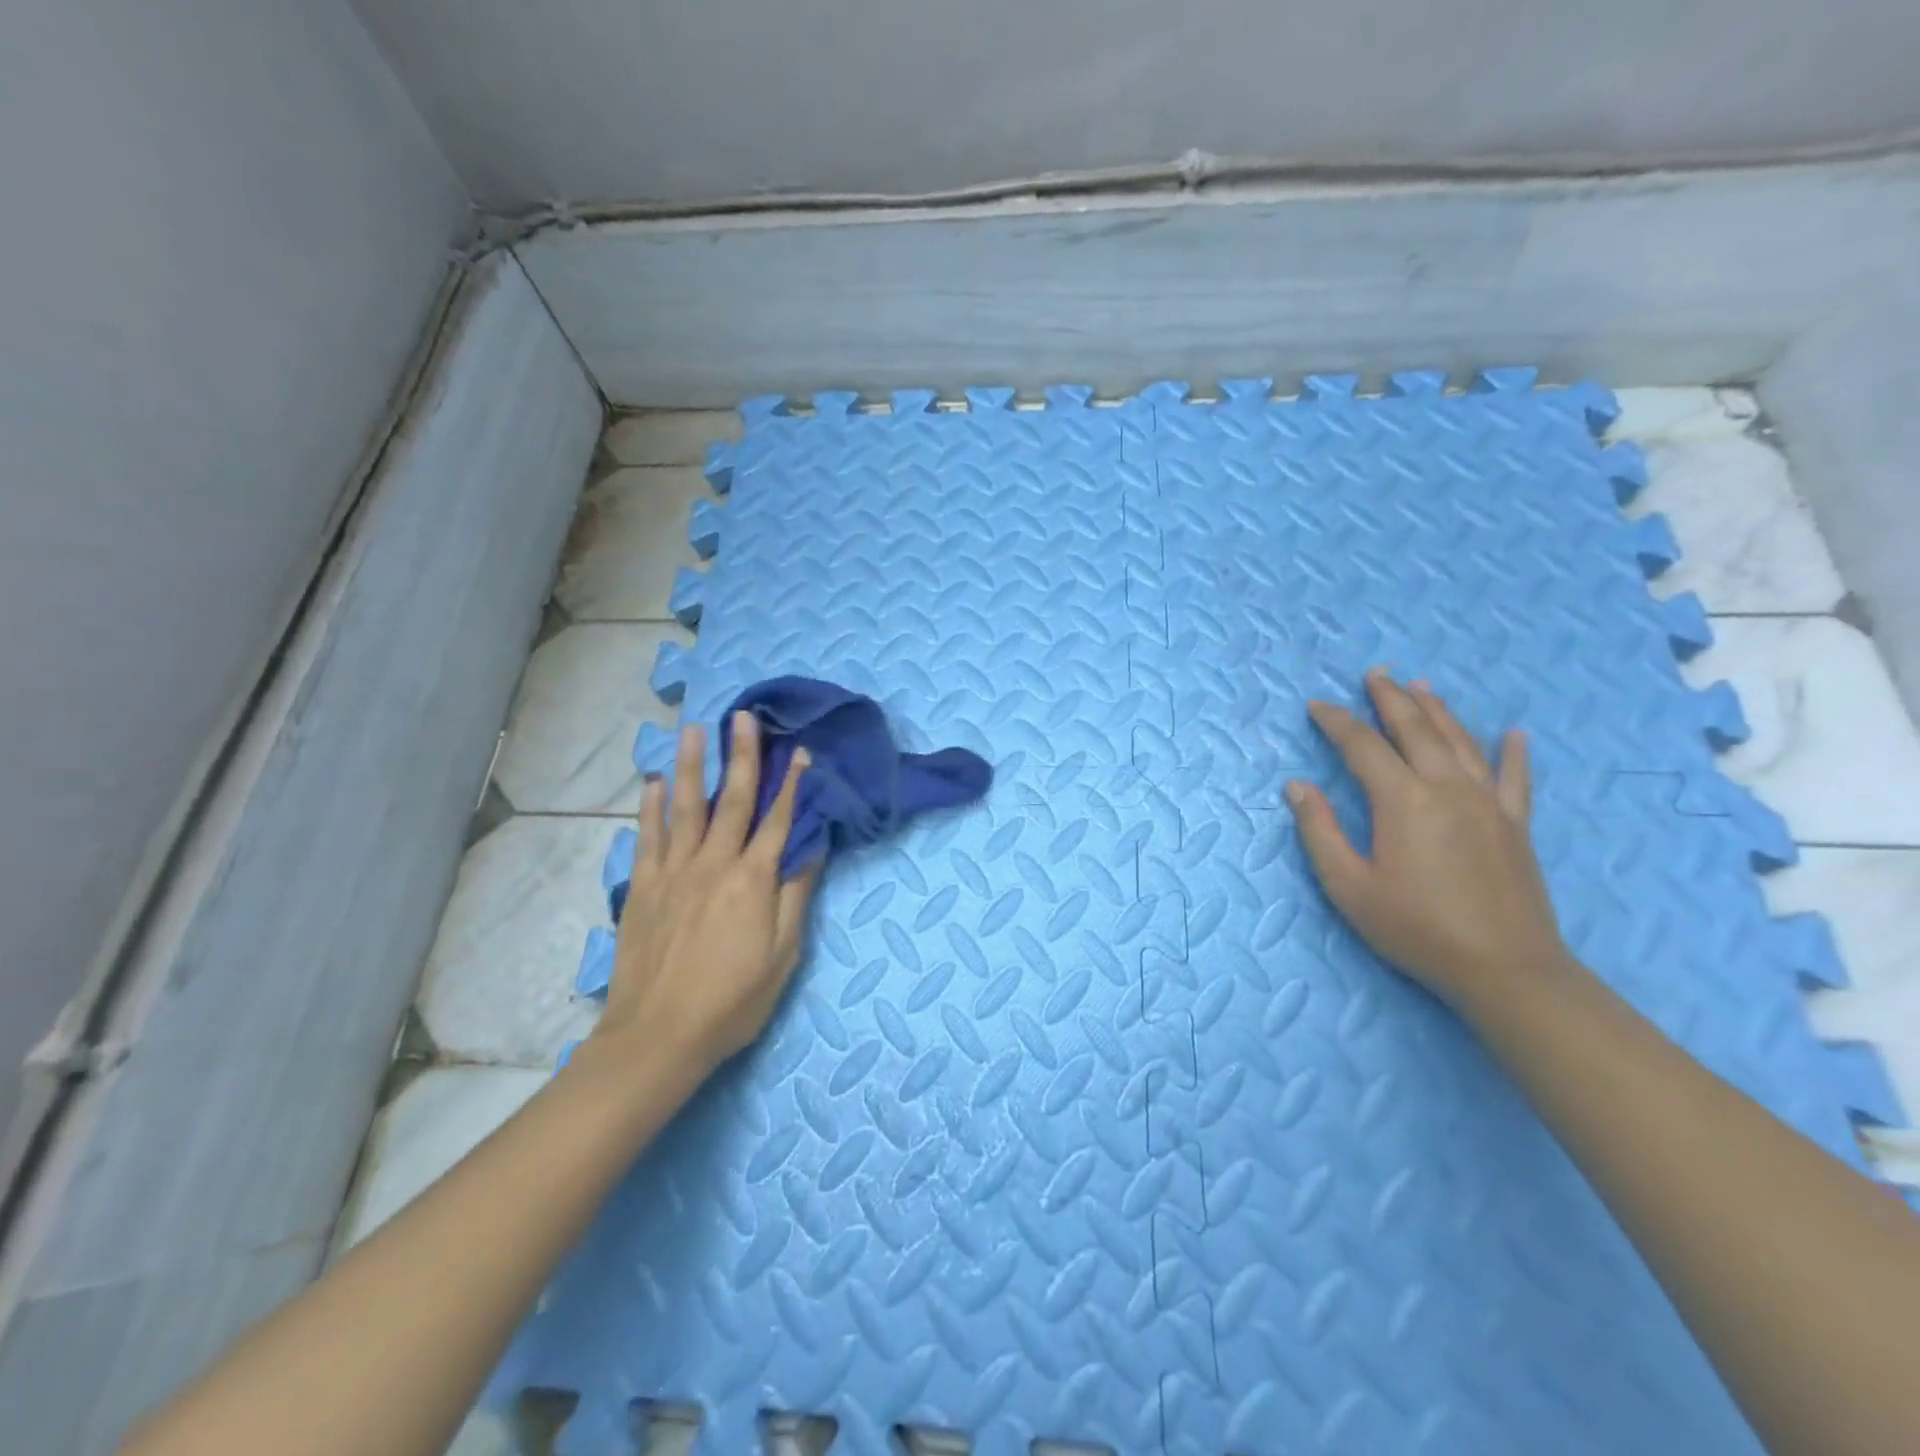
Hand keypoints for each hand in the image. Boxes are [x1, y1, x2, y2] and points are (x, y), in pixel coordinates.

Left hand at [590, 712, 818, 1074]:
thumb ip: (796, 896)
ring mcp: (673, 872)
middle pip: (732, 800)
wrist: (658, 1036)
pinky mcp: (643, 887)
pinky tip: (652, 782)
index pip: (778, 820)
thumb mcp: (782, 956)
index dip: (792, 783)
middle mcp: (714, 864)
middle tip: (743, 717)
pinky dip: (650, 806)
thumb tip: (813, 848)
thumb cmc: (732, 1000)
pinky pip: (648, 836)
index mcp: (753, 880)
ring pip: (685, 807)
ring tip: (693, 730)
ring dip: (691, 766)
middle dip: (742, 756)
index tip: (799, 750)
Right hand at [1285, 669, 1571, 1008]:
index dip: (1336, 722)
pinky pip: (1516, 778)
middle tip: (1375, 673)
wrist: (1506, 970)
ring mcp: (1489, 803)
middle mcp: (1447, 788)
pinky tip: (1514, 733)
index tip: (1317, 705)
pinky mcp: (1516, 825)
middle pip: (1415, 729)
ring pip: (1461, 742)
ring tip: (1422, 686)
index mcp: (1402, 801)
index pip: (1361, 746)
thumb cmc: (1415, 929)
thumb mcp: (1349, 887)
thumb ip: (1319, 832)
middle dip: (1391, 699)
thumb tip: (1297, 786)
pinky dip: (1513, 753)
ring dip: (1439, 710)